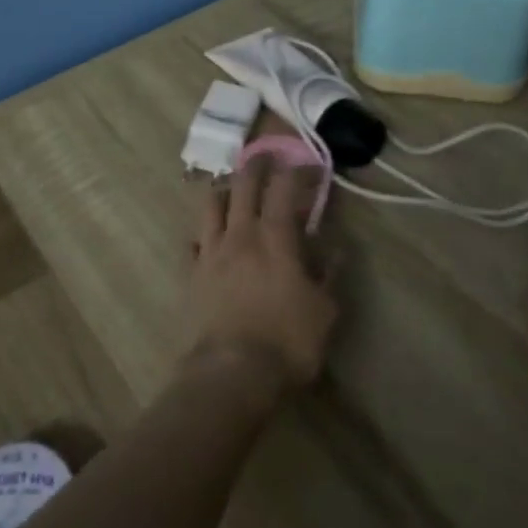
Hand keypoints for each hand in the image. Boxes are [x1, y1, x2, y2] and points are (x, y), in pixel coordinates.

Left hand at [190, 157, 339, 392]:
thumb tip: (334, 248)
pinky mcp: (192, 272)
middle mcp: (239, 233)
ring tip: (231, 189)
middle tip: (265, 156)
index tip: (307, 165)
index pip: (283, 189)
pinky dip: (204, 233)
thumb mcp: (324, 311)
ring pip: (210, 204)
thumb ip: (327, 274)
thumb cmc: (287, 341)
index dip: (296, 171)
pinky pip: (195, 240)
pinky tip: (209, 238)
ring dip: (223, 190)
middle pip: (242, 185)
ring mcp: (210, 250)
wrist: (231, 371)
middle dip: (255, 165)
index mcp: (274, 237)